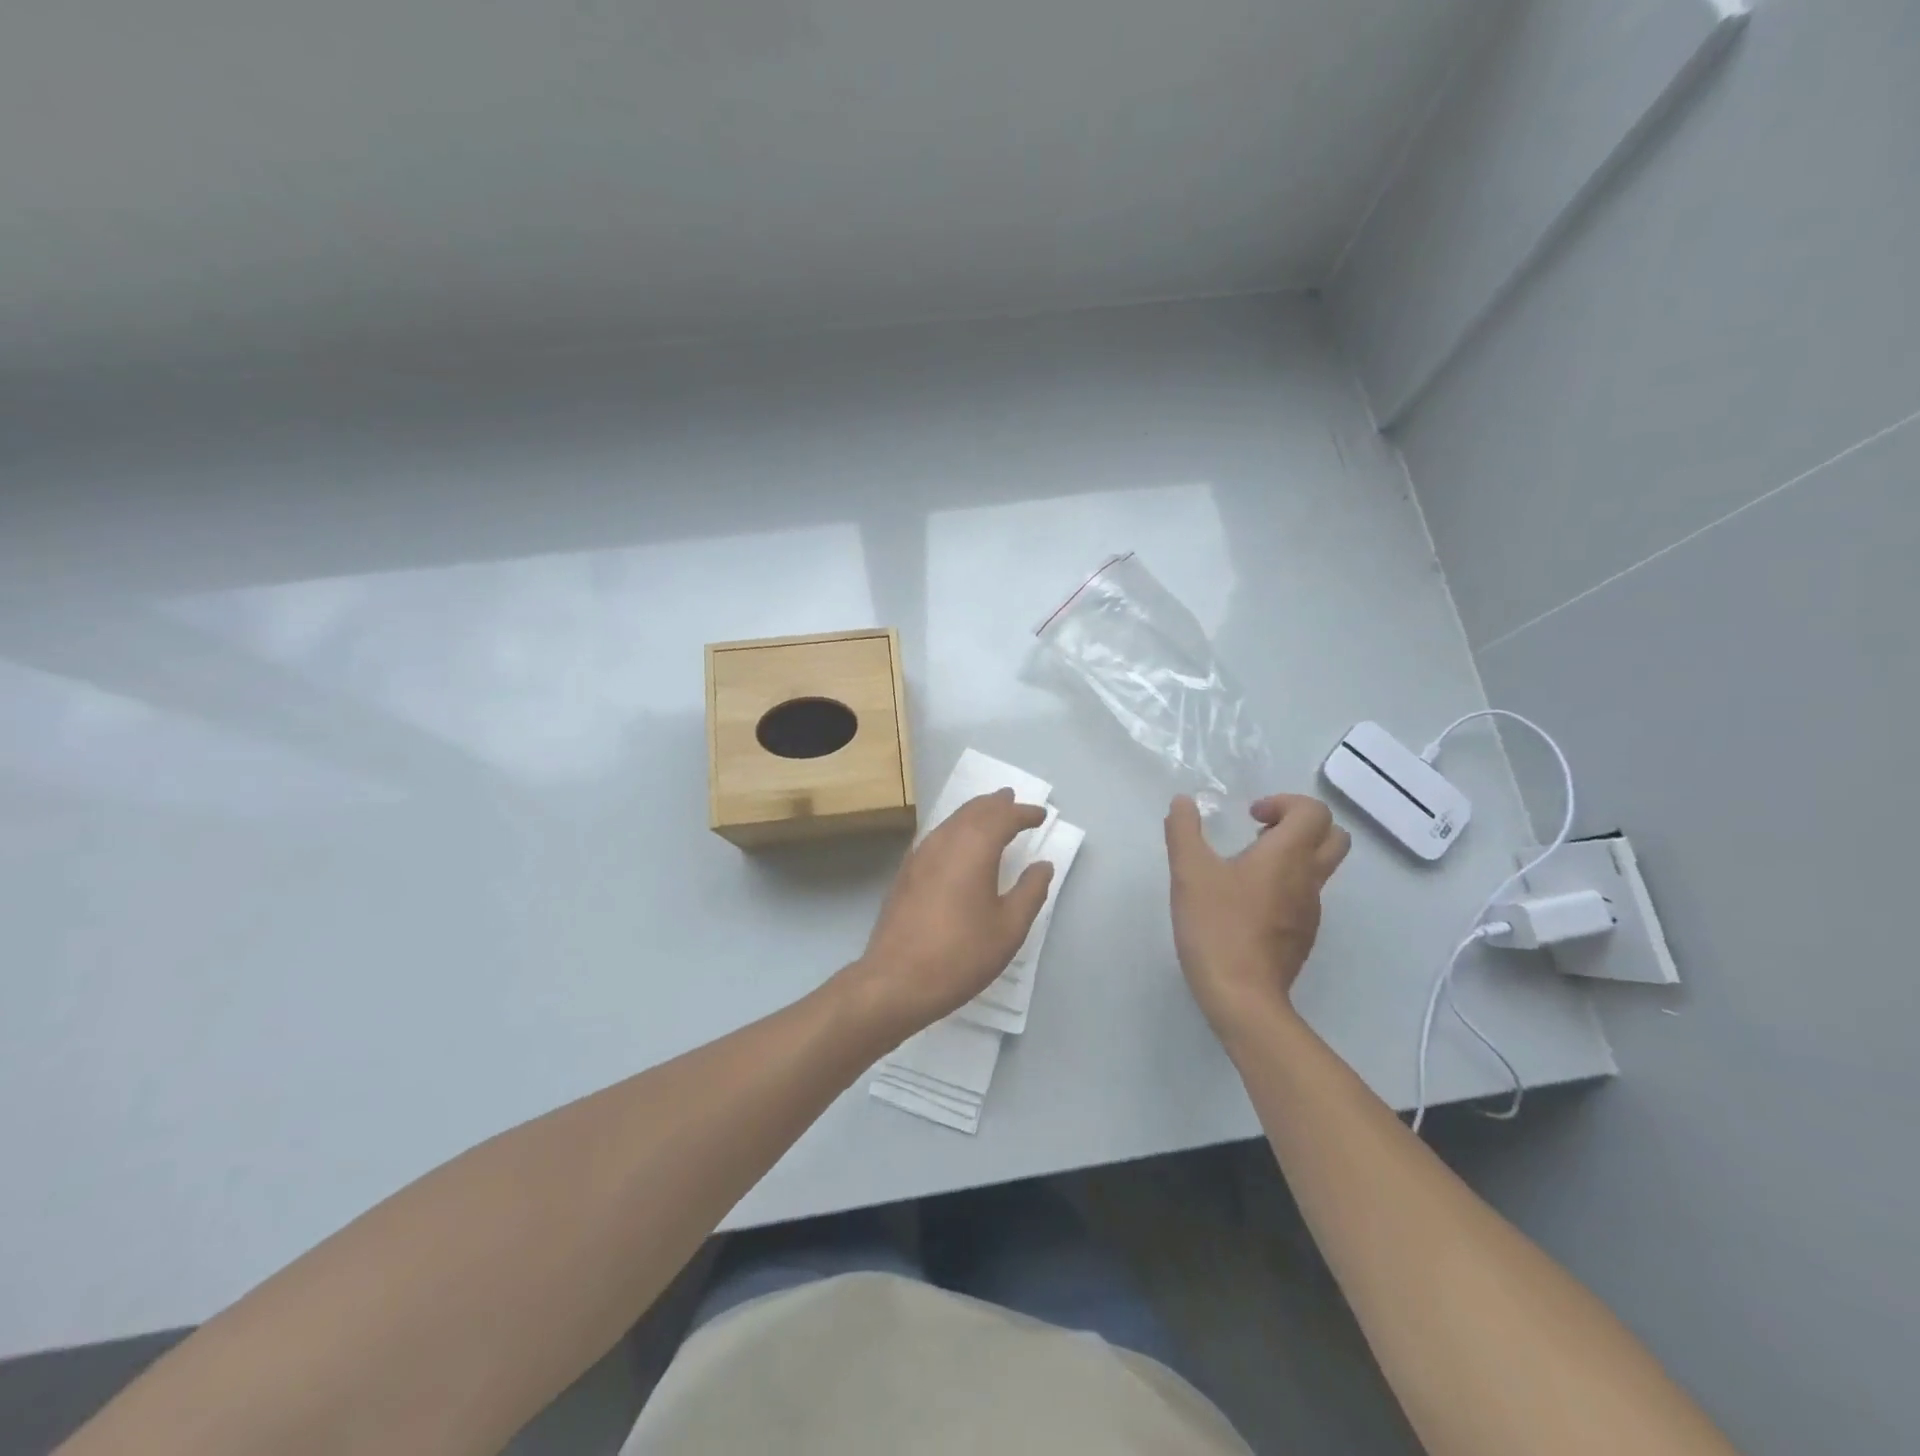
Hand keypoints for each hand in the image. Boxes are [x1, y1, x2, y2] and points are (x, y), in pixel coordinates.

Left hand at [838, 789, 1054, 1039]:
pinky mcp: (906, 872)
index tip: (1040, 815)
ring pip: (951, 821)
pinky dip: (955, 829)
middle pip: (973, 811)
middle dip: (995, 804)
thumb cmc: (961, 954)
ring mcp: (920, 855)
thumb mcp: (1008, 928)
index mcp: (974, 848)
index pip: (1003, 818)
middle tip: (1012, 799)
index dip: (1024, 814)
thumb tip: (1042, 865)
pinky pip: (936, 836)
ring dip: (974, 813)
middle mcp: (945, 841)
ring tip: (989, 812)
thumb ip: (1030, 892)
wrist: (896, 980)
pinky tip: (957, 843)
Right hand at [1164, 793, 1350, 1037]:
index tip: (1251, 817)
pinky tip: (1246, 903)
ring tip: (1246, 867)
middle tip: (1261, 833)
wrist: (1242, 996)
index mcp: (1288, 855)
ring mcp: (1310, 911)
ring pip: (1320, 868)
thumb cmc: (1216, 926)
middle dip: (1301, 824)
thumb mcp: (1189, 872)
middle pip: (1334, 837)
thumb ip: (1184, 831)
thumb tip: (1183, 801)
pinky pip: (1305, 897)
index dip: (1284, 802)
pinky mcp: (1303, 936)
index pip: (1314, 811)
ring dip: (1292, 856)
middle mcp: (1308, 878)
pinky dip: (1285, 886)